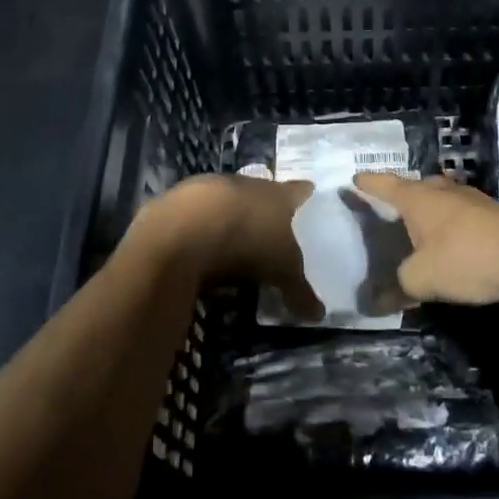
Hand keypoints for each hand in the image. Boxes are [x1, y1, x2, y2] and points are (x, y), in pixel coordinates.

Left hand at [126, 174, 321, 320]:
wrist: (186, 227)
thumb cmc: (247, 241)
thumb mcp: (281, 271)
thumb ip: (299, 290)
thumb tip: (319, 315)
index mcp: (278, 194)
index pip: (299, 190)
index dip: (305, 196)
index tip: (310, 199)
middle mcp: (247, 183)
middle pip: (261, 192)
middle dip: (265, 209)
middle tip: (271, 229)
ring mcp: (211, 188)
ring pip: (227, 201)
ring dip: (229, 217)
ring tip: (233, 242)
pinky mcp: (179, 200)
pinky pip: (196, 215)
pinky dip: (199, 229)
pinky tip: (198, 249)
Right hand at [350, 172, 498, 309]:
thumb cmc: (467, 258)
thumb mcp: (421, 278)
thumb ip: (398, 286)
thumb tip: (378, 299)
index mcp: (419, 198)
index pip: (385, 185)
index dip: (368, 184)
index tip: (354, 180)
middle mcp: (444, 193)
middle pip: (417, 190)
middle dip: (404, 200)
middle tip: (388, 215)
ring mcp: (473, 205)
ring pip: (443, 207)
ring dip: (431, 219)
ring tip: (417, 237)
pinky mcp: (495, 224)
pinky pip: (462, 225)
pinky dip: (451, 236)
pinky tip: (449, 255)